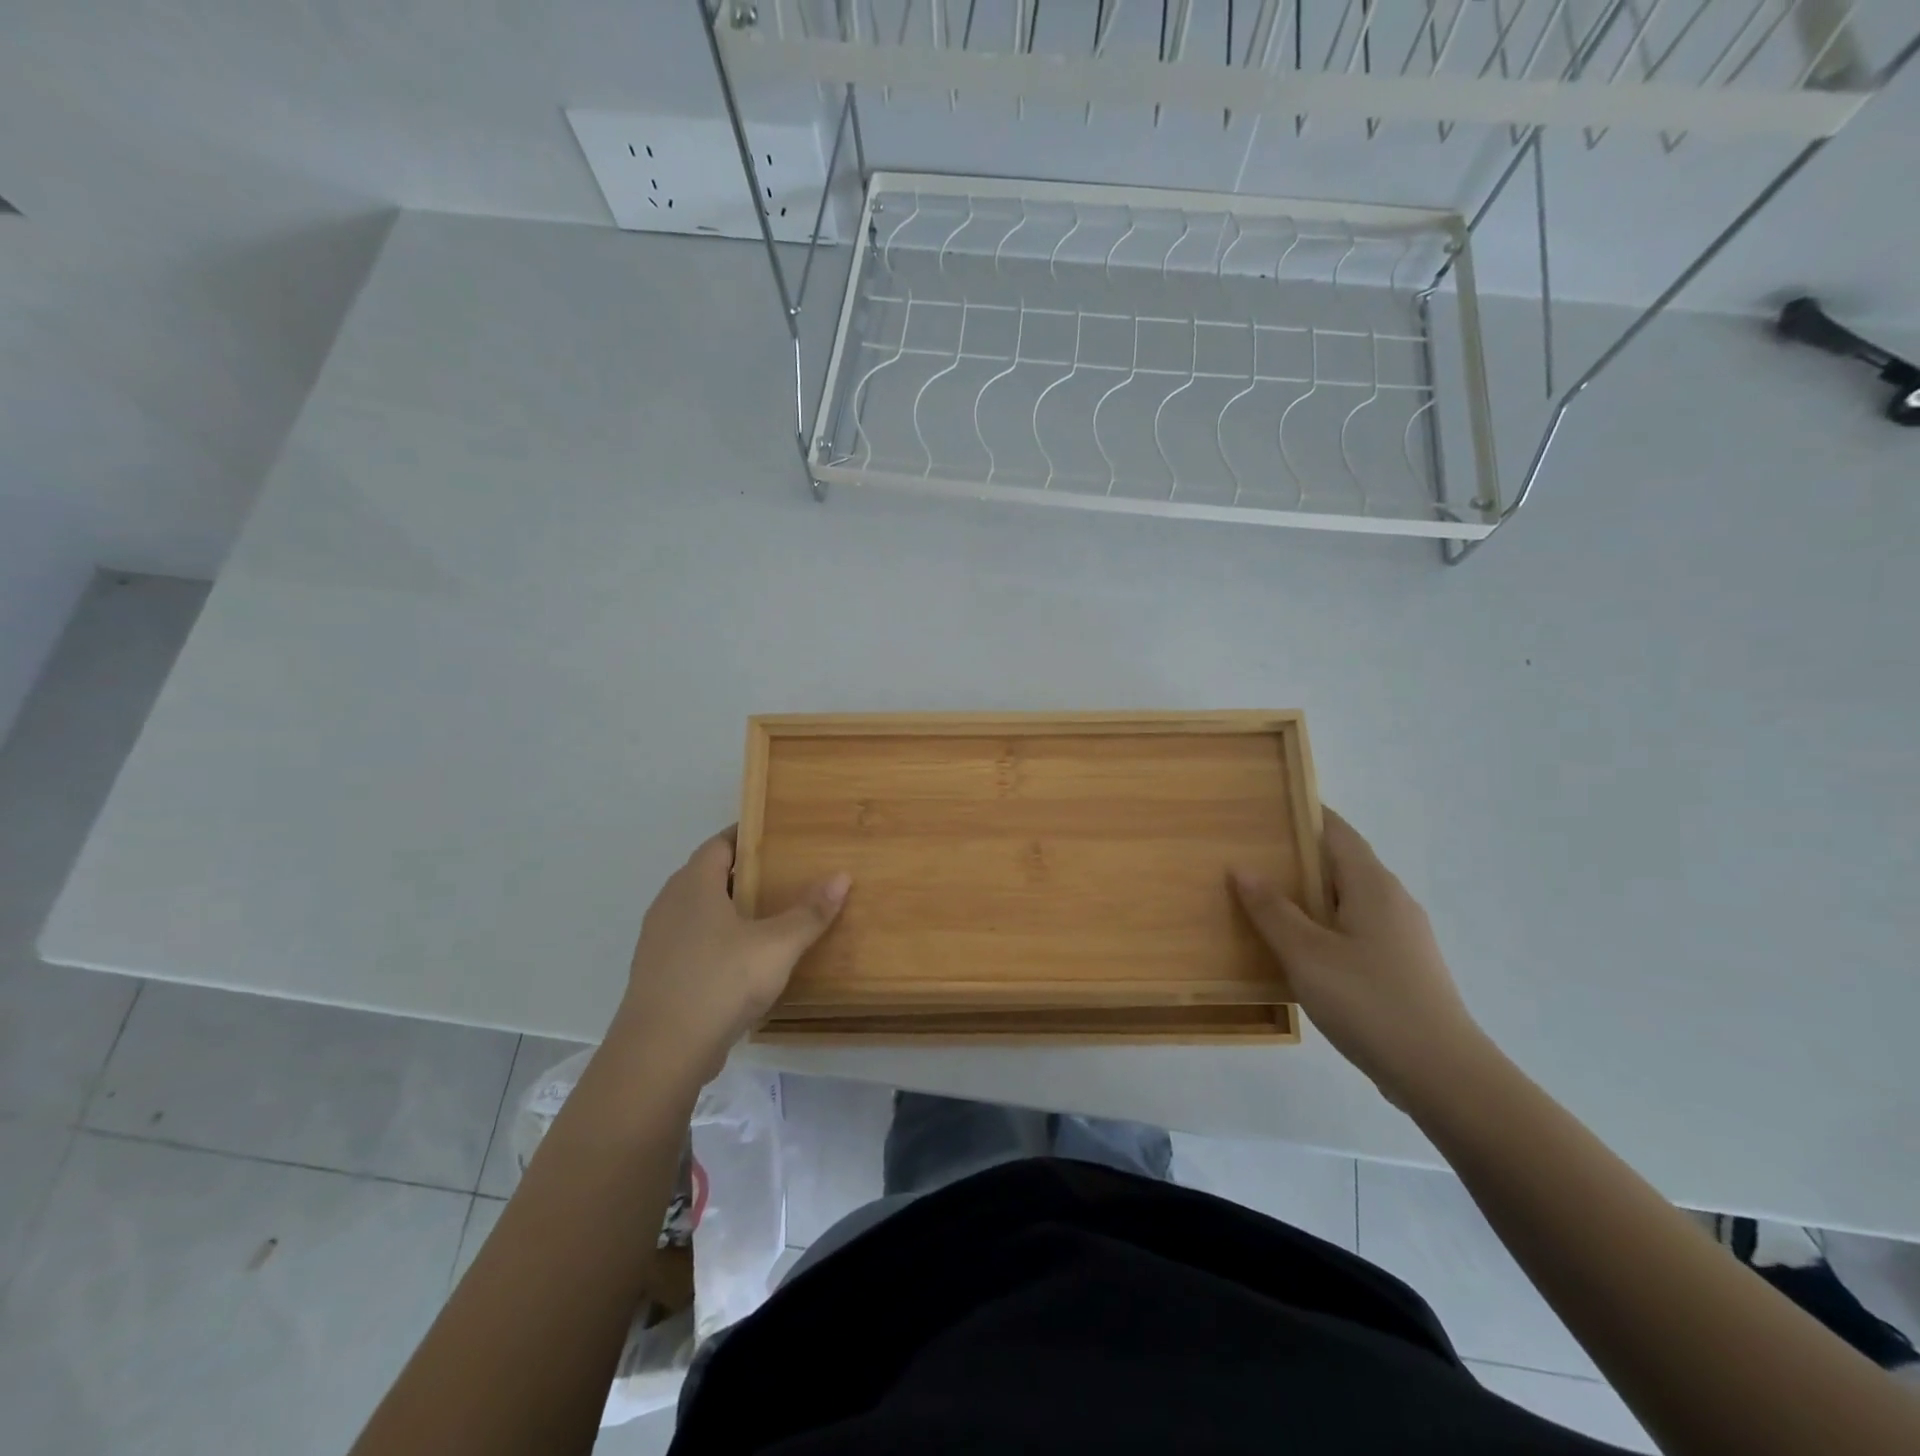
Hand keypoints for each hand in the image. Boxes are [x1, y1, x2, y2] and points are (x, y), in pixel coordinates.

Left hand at [617, 828, 849, 1077]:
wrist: (661, 1052)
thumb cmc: (721, 981)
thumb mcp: (777, 946)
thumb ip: (810, 912)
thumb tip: (842, 876)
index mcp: (694, 884)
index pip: (720, 844)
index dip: (748, 836)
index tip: (779, 837)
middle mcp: (670, 903)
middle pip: (710, 876)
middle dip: (745, 874)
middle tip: (786, 876)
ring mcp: (658, 941)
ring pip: (699, 911)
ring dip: (731, 910)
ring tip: (770, 917)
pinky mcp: (658, 974)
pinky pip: (692, 942)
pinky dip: (718, 940)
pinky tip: (744, 960)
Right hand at [1232, 809, 1488, 1107]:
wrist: (1443, 1075)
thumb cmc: (1369, 1002)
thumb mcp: (1306, 954)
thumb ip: (1272, 909)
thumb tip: (1242, 867)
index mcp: (1373, 885)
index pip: (1336, 831)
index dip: (1303, 815)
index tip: (1264, 810)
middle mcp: (1393, 900)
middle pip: (1341, 863)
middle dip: (1298, 857)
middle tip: (1249, 858)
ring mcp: (1403, 936)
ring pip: (1348, 900)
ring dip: (1310, 896)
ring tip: (1264, 902)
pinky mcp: (1404, 967)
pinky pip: (1357, 929)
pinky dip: (1325, 925)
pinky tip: (1300, 950)